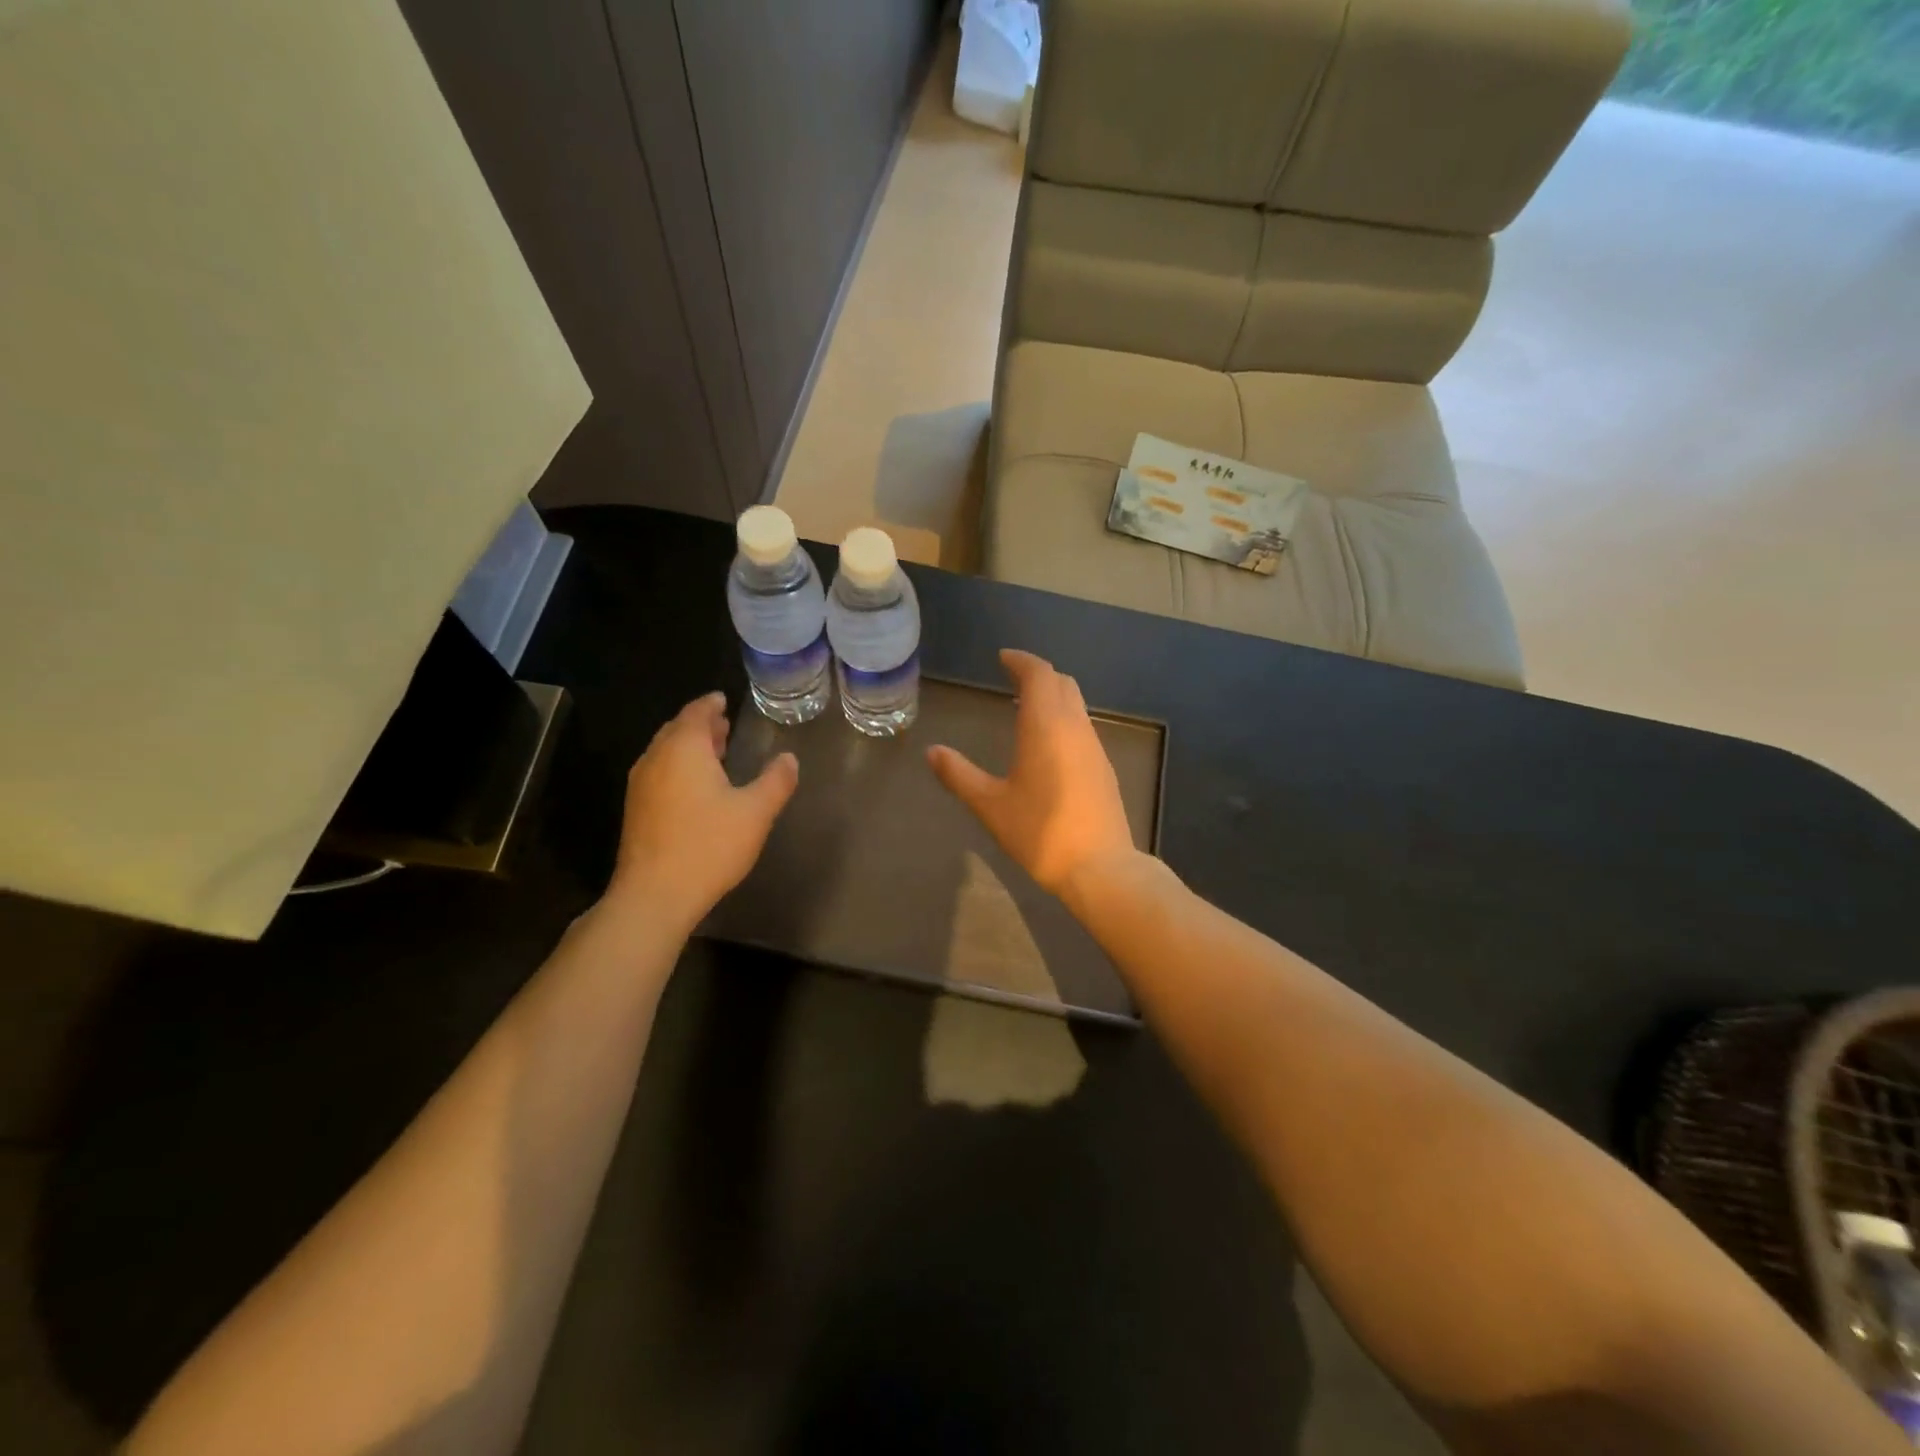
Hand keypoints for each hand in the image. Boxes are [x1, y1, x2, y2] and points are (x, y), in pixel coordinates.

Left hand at [608, 692, 797, 928]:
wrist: (655, 894)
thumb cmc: (709, 845)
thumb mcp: (755, 812)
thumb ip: (776, 781)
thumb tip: (789, 759)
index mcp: (684, 749)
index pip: (696, 712)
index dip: (711, 704)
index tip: (724, 700)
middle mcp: (656, 758)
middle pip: (677, 729)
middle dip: (701, 725)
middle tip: (724, 725)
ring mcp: (641, 784)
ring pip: (665, 752)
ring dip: (689, 747)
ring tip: (715, 753)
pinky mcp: (636, 809)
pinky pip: (659, 772)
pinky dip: (678, 766)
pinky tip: (696, 787)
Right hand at [927, 649, 1138, 896]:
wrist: (1100, 868)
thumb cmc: (1040, 832)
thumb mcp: (990, 805)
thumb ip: (959, 775)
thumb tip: (933, 752)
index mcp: (1046, 726)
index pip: (1039, 675)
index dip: (1021, 661)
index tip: (1003, 657)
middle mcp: (1074, 727)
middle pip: (1061, 683)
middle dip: (1038, 674)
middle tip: (1012, 678)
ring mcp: (1094, 747)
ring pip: (1076, 704)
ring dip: (1053, 696)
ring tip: (1025, 707)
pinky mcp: (1104, 767)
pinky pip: (1082, 726)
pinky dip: (1063, 718)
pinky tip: (1048, 743)